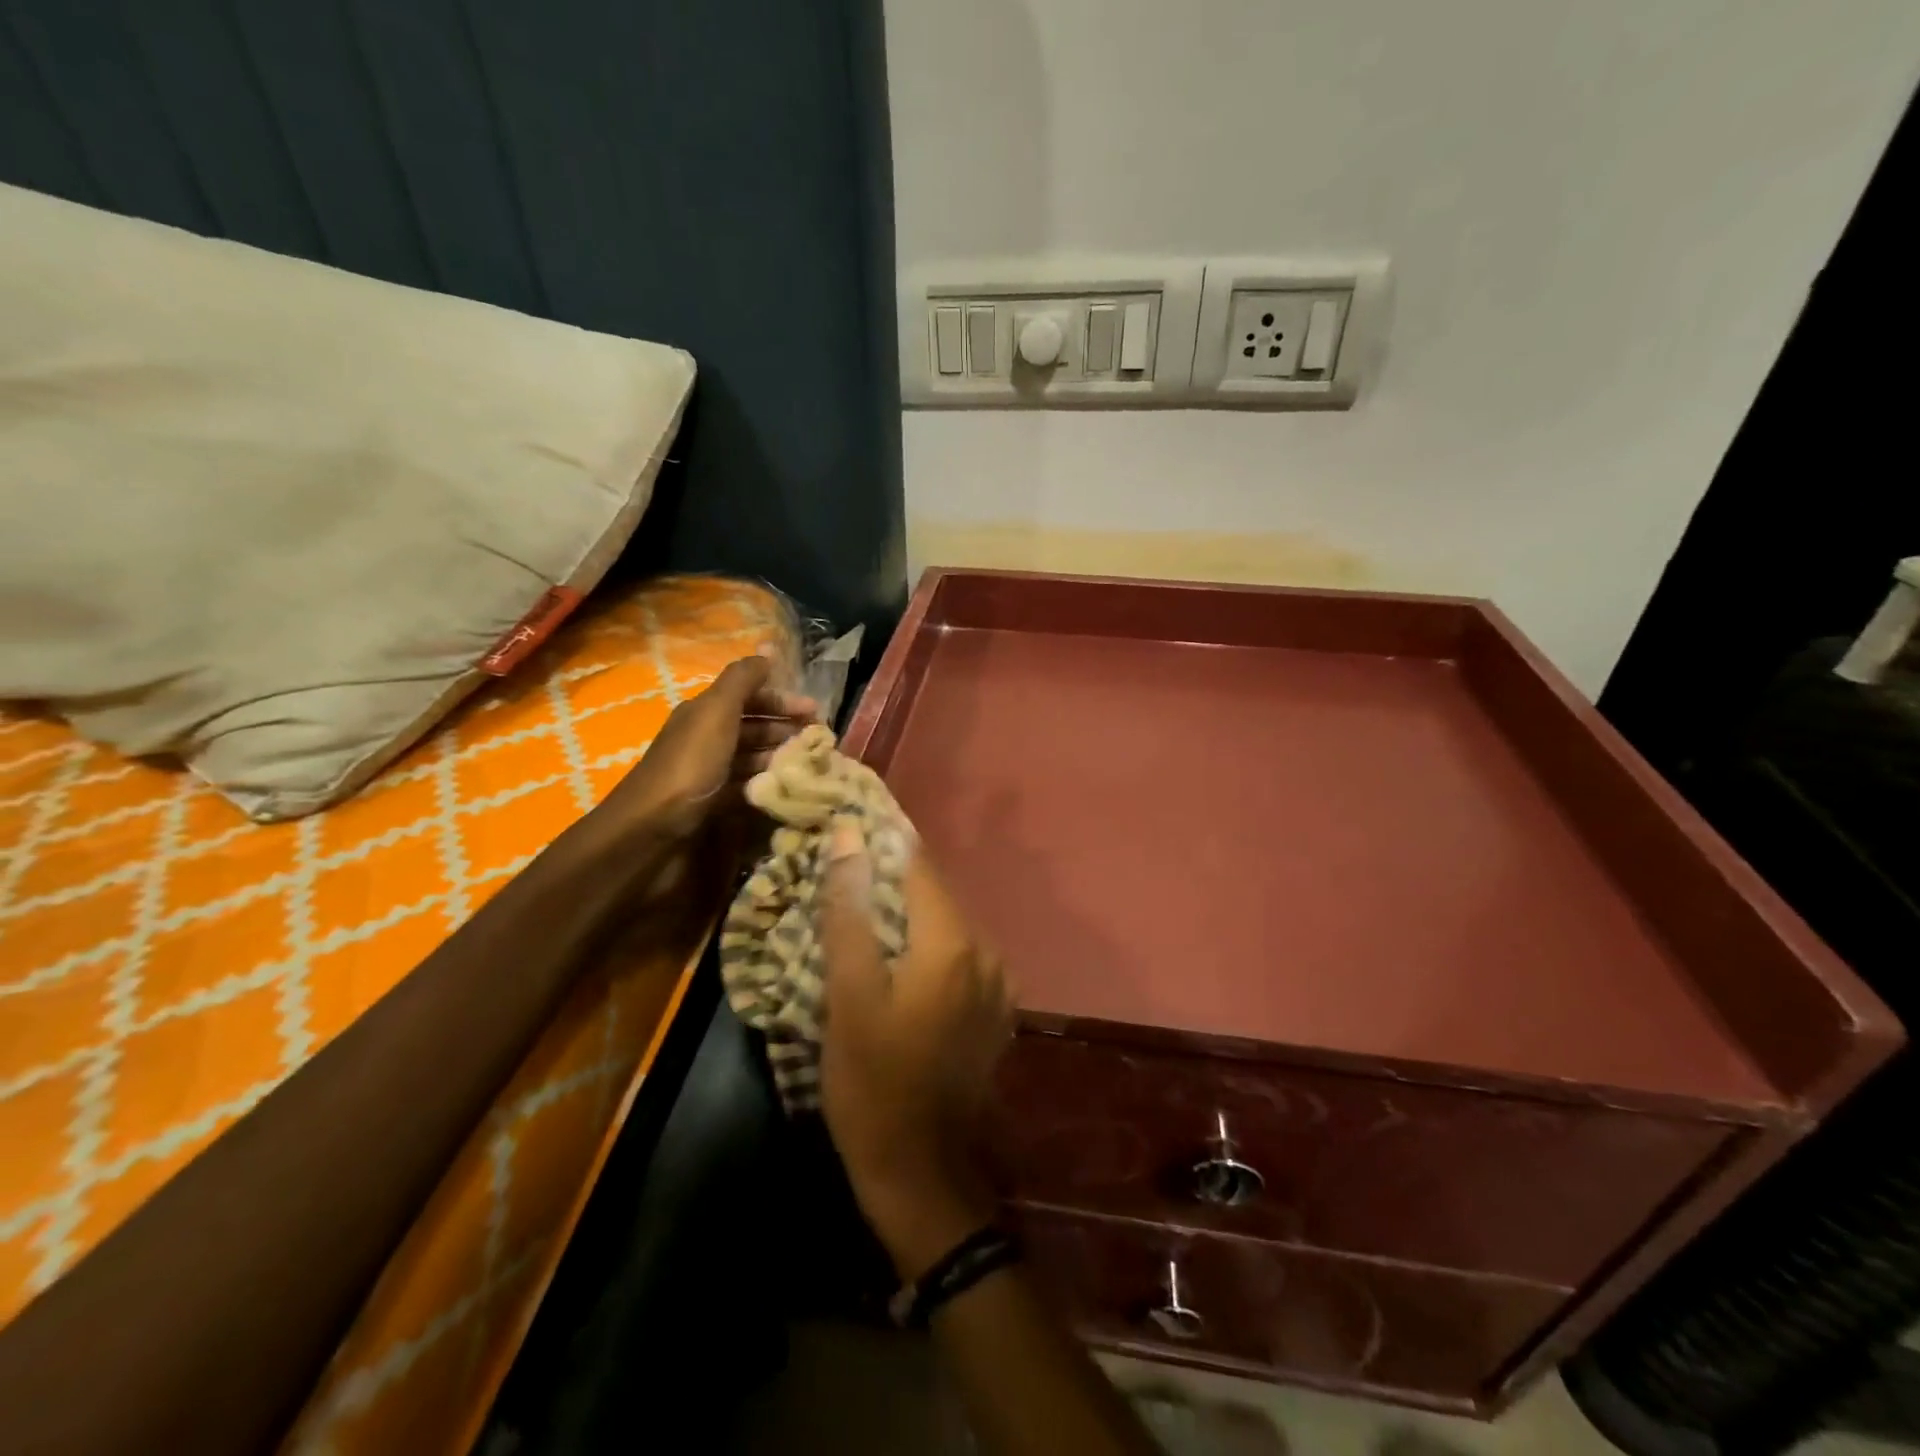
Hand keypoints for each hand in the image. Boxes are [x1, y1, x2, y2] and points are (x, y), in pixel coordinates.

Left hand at [601, 652, 816, 841]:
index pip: (749, 696)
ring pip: (752, 756)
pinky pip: (747, 785)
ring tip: (809, 765)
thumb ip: (742, 680)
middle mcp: (706, 738)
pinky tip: (786, 787)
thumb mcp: (716, 713)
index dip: (782, 699)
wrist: (652, 829)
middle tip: (819, 740)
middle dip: (786, 728)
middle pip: (752, 726)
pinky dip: (767, 782)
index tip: (815, 712)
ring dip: (780, 755)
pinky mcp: (712, 802)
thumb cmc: (690, 766)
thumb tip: (767, 650)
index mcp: (705, 712)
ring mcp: (709, 771)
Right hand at [818, 824, 1014, 1278]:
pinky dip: (924, 946)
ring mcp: (997, 982)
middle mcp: (986, 950)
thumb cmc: (872, 1082)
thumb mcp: (848, 994)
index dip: (881, 839)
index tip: (846, 823)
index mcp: (952, 940)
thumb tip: (849, 835)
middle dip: (889, 876)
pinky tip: (895, 961)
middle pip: (933, 892)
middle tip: (843, 870)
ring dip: (905, 913)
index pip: (917, 862)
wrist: (921, 1172)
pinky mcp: (994, 1009)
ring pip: (944, 924)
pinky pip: (956, 956)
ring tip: (860, 912)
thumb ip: (850, 909)